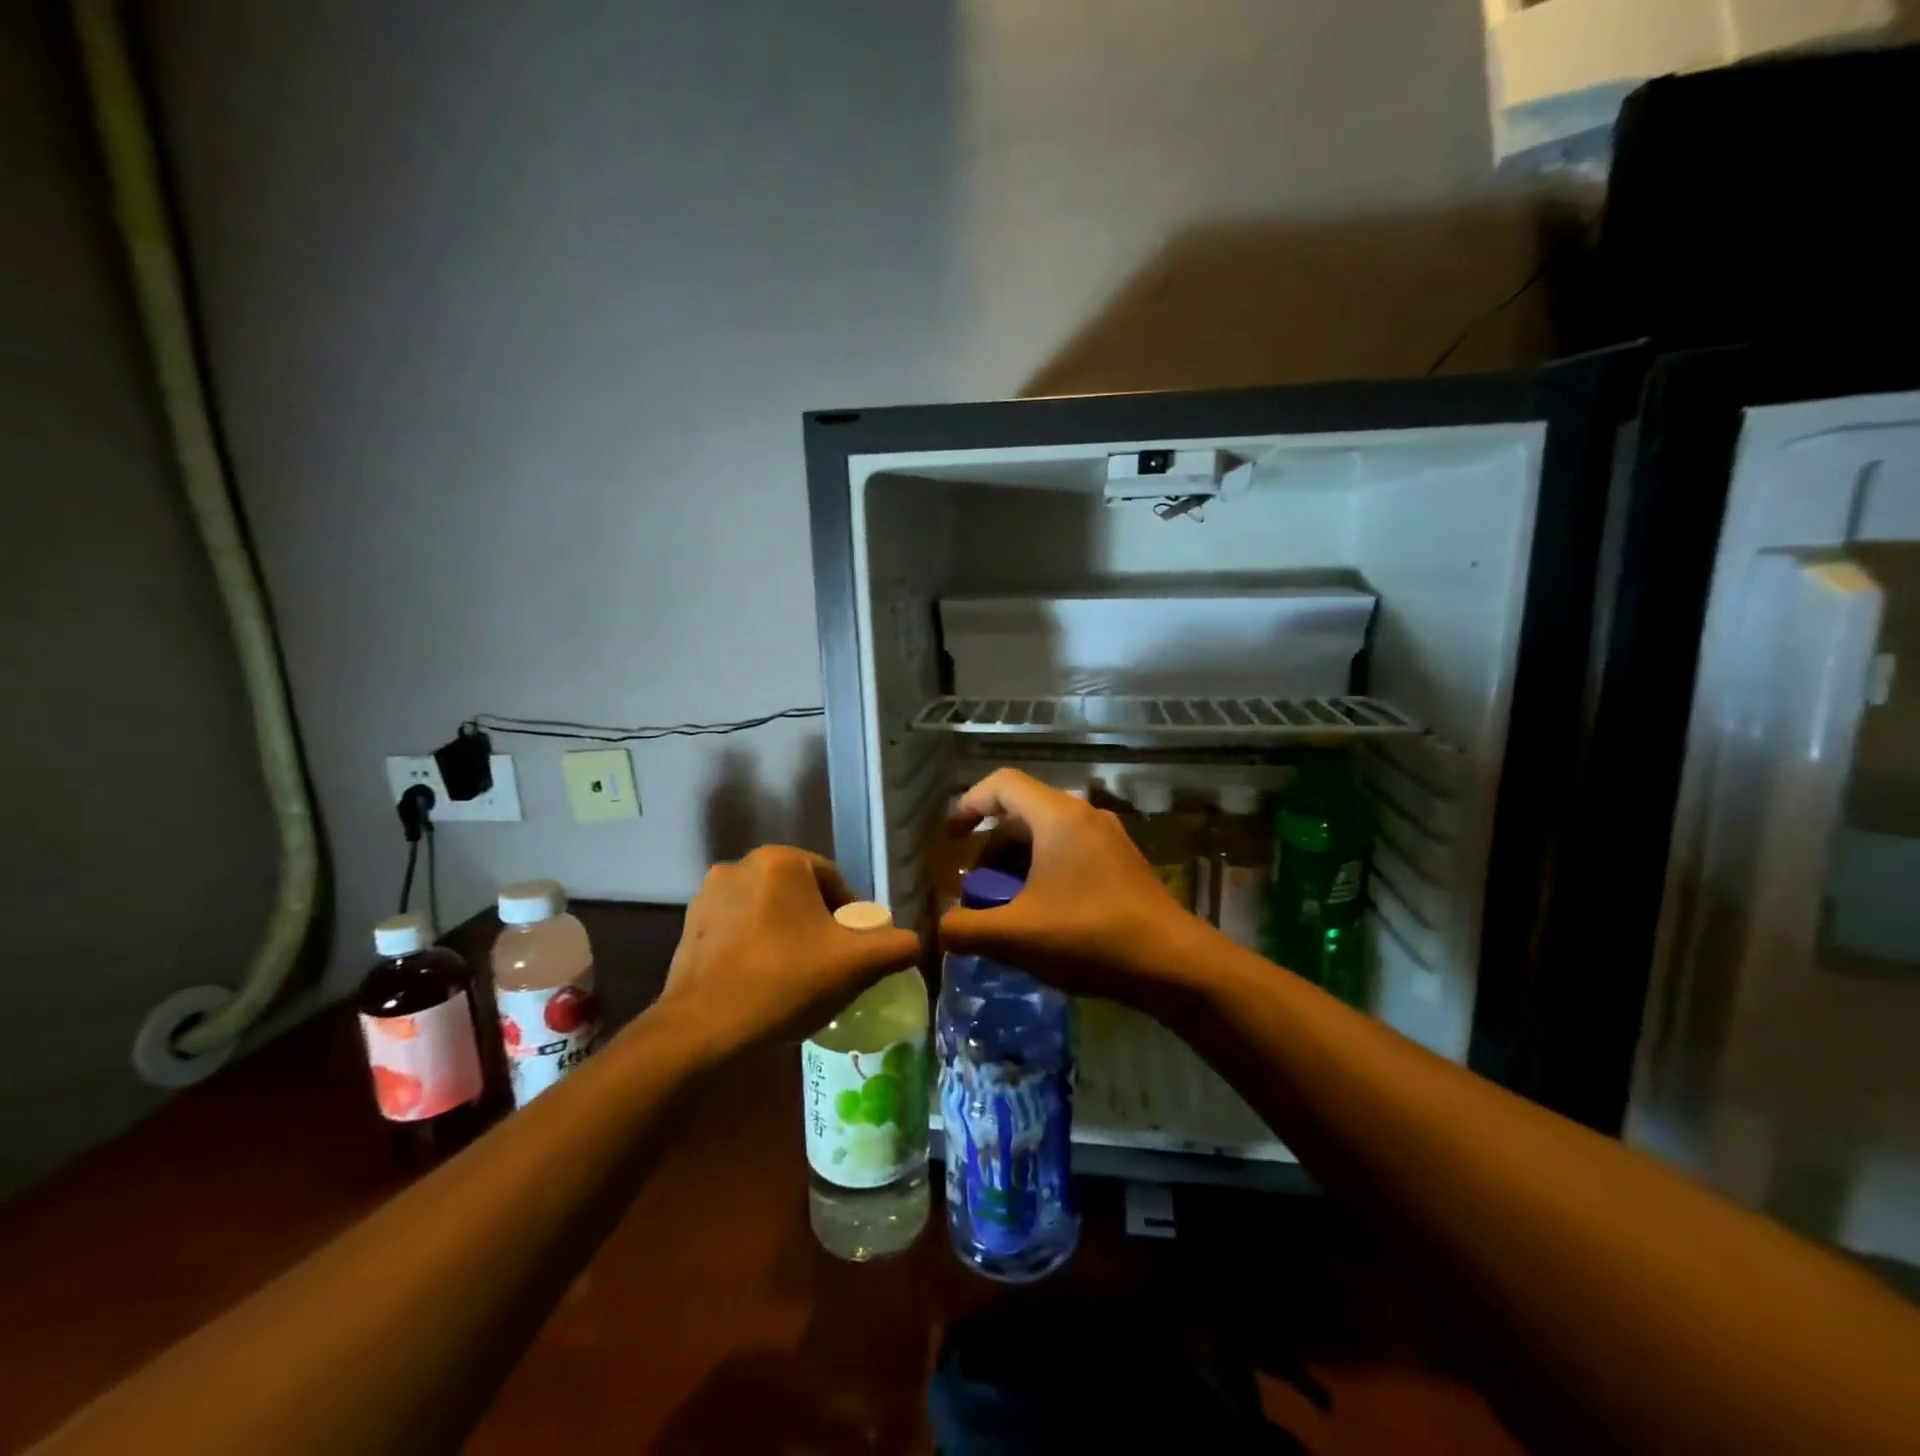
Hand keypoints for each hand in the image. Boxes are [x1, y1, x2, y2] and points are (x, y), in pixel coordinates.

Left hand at [654, 846, 920, 1054]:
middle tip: (829, 966)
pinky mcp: (688, 928)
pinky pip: (737, 931)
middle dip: (818, 926)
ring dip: (785, 936)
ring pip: (767, 913)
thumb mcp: (857, 964)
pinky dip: (754, 949)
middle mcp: (740, 865)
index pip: (834, 881)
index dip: (851, 918)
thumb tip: (914, 943)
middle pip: (800, 895)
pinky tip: (762, 984)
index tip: (854, 953)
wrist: (705, 1030)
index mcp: (781, 860)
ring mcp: (708, 897)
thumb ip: (896, 946)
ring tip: (795, 978)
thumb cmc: (786, 981)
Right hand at [939, 769, 1205, 1004]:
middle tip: (975, 890)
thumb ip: (965, 930)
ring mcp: (1109, 839)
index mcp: (1057, 816)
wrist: (1174, 965)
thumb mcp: (1016, 936)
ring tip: (1004, 909)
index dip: (968, 804)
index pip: (1001, 784)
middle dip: (990, 850)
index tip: (950, 841)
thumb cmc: (1090, 937)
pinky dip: (1044, 873)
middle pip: (1022, 813)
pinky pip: (1070, 853)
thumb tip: (937, 931)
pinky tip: (1041, 917)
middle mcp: (1084, 816)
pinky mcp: (1123, 864)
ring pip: (1047, 836)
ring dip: (1016, 866)